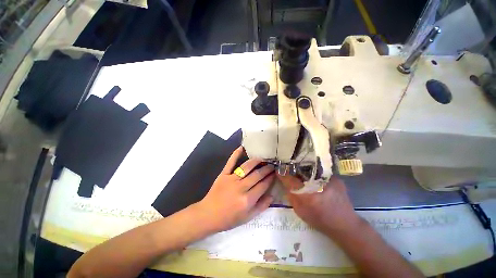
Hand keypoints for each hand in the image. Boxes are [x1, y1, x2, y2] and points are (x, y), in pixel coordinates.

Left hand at [196, 146, 274, 231]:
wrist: (208, 215)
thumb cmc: (229, 218)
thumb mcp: (247, 217)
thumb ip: (261, 206)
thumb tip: (272, 195)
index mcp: (248, 200)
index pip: (263, 185)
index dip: (270, 178)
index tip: (275, 173)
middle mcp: (241, 187)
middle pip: (257, 175)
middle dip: (266, 169)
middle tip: (271, 165)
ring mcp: (231, 179)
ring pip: (247, 167)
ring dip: (256, 161)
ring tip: (262, 158)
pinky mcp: (223, 174)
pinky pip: (230, 162)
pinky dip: (236, 154)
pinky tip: (242, 148)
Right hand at [277, 175, 364, 236]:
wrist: (344, 224)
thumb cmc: (319, 219)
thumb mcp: (300, 210)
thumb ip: (291, 195)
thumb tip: (285, 181)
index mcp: (307, 195)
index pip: (289, 179)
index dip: (282, 173)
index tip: (278, 170)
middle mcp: (317, 184)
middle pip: (300, 169)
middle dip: (292, 167)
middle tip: (288, 168)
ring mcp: (328, 179)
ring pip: (310, 167)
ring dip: (303, 168)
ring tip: (300, 170)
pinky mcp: (335, 177)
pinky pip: (320, 170)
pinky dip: (314, 171)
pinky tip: (314, 175)